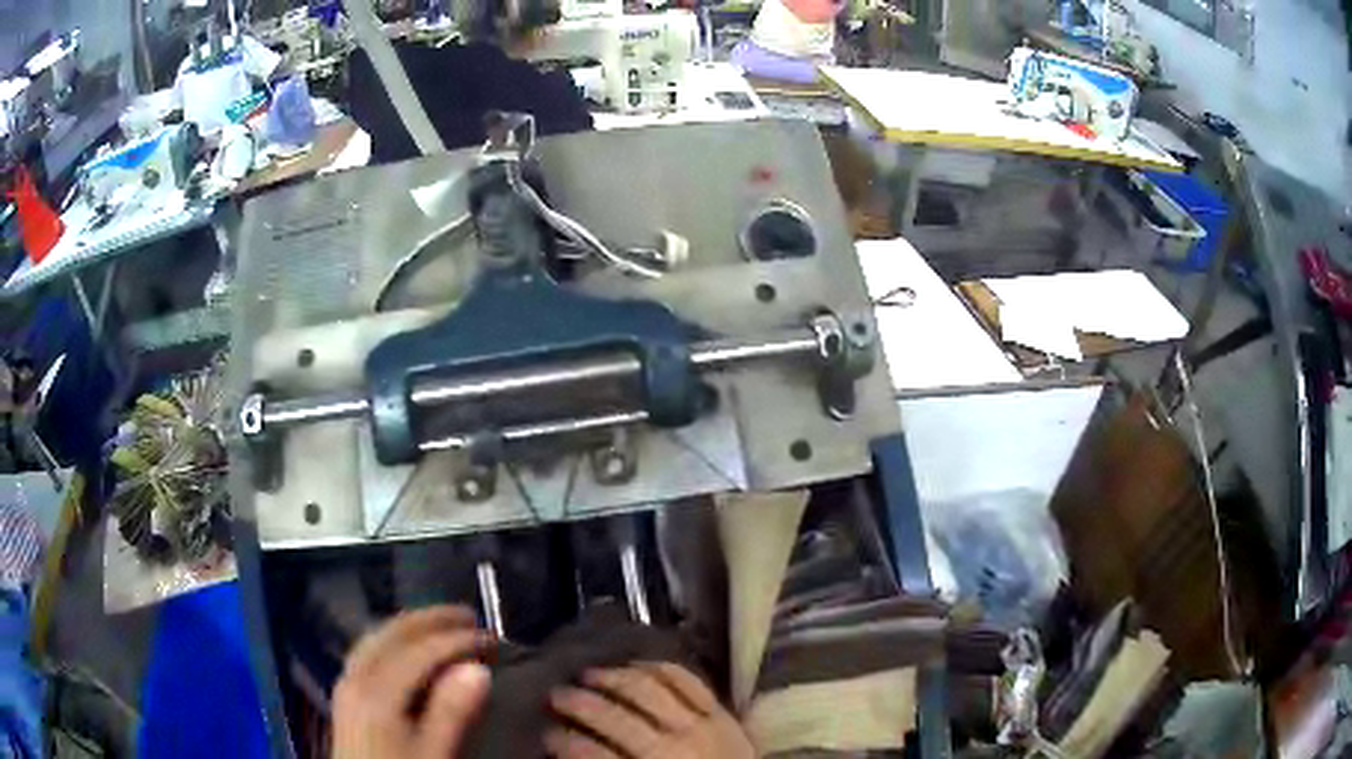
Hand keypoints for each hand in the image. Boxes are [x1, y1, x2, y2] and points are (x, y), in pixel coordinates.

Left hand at [332, 605, 492, 758]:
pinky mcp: (346, 695)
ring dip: (411, 625)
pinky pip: (369, 650)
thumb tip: (478, 668)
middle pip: (392, 633)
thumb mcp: (433, 756)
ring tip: (444, 624)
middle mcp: (355, 677)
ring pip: (376, 637)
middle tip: (471, 616)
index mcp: (376, 692)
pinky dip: (393, 639)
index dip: (457, 639)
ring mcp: (346, 683)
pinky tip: (408, 648)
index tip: (492, 637)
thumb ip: (451, 713)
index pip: (419, 650)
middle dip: (432, 620)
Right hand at [546, 662, 754, 758]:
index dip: (564, 742)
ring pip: (648, 691)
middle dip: (579, 704)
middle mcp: (672, 746)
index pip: (594, 754)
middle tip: (555, 694)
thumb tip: (573, 751)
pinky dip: (660, 668)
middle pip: (615, 718)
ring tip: (589, 673)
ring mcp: (701, 724)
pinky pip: (687, 681)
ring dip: (613, 678)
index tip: (546, 734)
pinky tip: (638, 664)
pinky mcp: (721, 711)